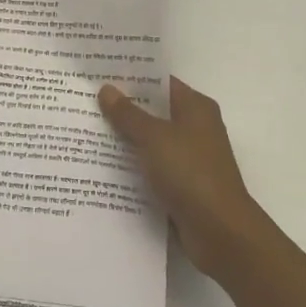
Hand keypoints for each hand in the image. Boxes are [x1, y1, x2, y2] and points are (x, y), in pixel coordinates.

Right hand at [100, 77, 268, 282]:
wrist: (220, 232)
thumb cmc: (190, 173)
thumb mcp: (154, 138)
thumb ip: (129, 114)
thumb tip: (107, 89)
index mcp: (196, 107)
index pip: (160, 83)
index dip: (132, 77)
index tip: (100, 74)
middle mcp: (195, 128)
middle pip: (154, 112)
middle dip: (123, 109)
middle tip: (85, 102)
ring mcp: (189, 159)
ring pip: (151, 142)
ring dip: (125, 140)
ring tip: (85, 132)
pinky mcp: (183, 186)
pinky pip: (152, 168)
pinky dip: (133, 167)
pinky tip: (103, 167)